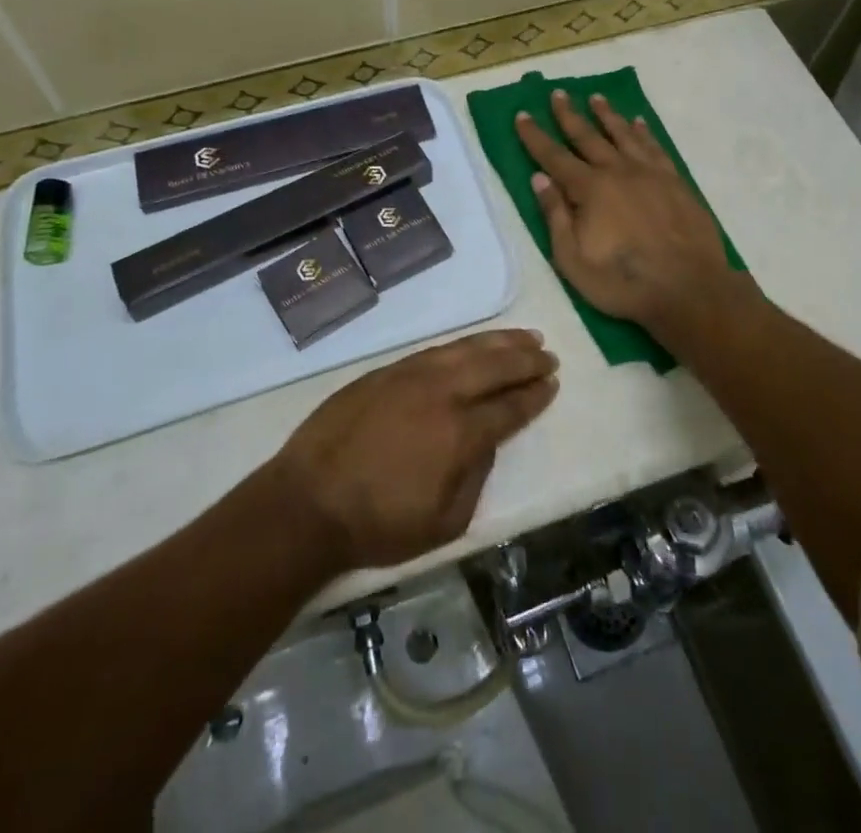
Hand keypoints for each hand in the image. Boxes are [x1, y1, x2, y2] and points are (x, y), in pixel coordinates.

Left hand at [270, 330, 557, 570]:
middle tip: (547, 355)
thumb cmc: (378, 523)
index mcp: (459, 434)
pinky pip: (436, 350)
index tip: (552, 383)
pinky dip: (463, 344)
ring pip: (466, 349)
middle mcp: (441, 394)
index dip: (534, 396)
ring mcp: (411, 376)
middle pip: (494, 367)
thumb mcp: (444, 523)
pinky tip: (474, 345)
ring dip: (499, 342)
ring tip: (524, 337)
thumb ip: (475, 478)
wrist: (308, 502)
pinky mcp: (386, 371)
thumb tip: (485, 443)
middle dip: (525, 360)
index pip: (508, 407)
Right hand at [515, 91, 739, 334]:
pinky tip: (638, 123)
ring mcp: (650, 174)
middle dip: (569, 115)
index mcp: (590, 189)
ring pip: (623, 135)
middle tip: (558, 93)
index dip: (535, 136)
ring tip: (596, 98)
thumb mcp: (573, 259)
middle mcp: (618, 172)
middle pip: (588, 137)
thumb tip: (539, 177)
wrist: (688, 288)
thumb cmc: (623, 281)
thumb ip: (555, 216)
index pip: (554, 156)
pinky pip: (655, 147)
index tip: (522, 115)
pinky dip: (644, 132)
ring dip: (607, 115)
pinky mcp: (675, 182)